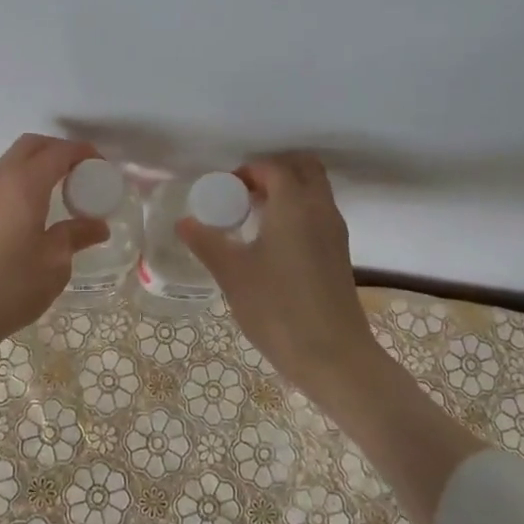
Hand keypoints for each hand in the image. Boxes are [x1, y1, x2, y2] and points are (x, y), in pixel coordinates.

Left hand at [0, 134, 110, 360]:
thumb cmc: (9, 284)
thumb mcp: (54, 263)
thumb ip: (75, 236)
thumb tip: (98, 226)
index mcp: (25, 183)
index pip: (58, 152)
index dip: (82, 153)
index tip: (102, 166)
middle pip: (31, 146)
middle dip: (58, 151)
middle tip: (82, 173)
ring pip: (12, 163)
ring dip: (38, 167)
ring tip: (61, 193)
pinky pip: (1, 184)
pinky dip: (23, 184)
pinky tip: (35, 213)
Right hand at [177, 153, 377, 394]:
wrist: (333, 356)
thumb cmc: (278, 308)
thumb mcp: (232, 274)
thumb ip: (206, 242)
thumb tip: (184, 222)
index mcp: (294, 205)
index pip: (273, 168)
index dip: (247, 172)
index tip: (223, 191)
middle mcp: (320, 209)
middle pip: (304, 169)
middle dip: (273, 171)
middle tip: (243, 194)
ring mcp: (335, 232)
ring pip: (315, 191)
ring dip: (287, 192)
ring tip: (252, 217)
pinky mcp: (339, 254)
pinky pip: (319, 214)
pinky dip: (297, 212)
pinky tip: (271, 243)